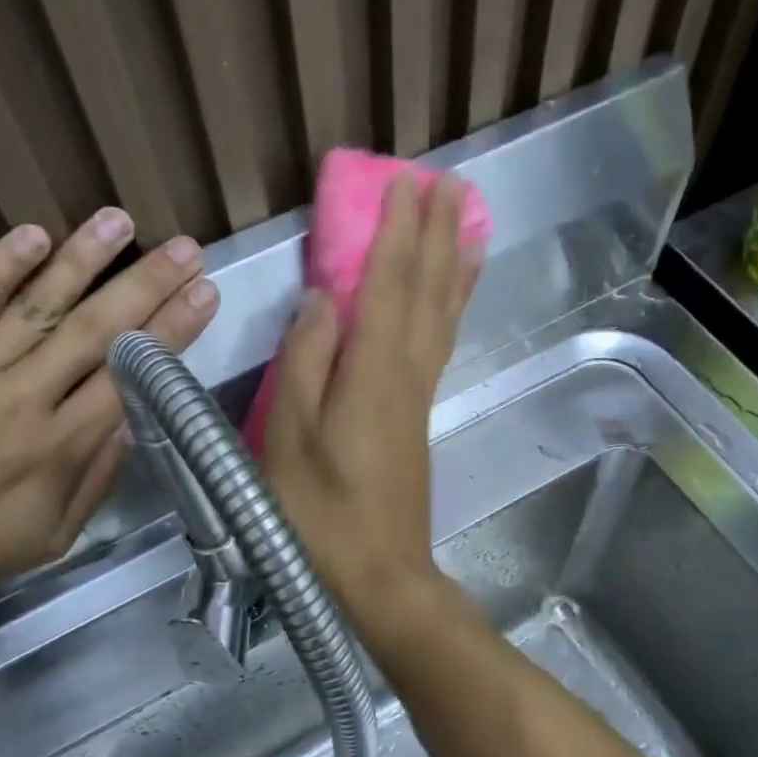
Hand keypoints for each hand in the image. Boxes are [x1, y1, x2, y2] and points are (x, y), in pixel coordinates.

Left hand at [0, 211, 218, 608]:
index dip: (171, 332)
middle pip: (94, 331)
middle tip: (185, 248)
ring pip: (36, 306)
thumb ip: (94, 483)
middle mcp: (21, 399)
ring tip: (120, 220)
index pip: (127, 377)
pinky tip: (33, 235)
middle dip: (146, 285)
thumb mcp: (46, 541)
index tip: (204, 295)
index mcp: (57, 449)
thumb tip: (131, 426)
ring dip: (83, 260)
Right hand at [262, 175, 482, 648]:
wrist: (379, 575)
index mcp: (374, 372)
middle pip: (428, 293)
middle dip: (437, 235)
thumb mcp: (290, 437)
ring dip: (453, 267)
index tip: (408, 181)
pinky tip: (448, 301)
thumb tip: (326, 298)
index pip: (391, 284)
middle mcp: (407, 375)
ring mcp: (418, 399)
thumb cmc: (320, 512)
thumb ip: (305, 361)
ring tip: (467, 225)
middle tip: (451, 183)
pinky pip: (439, 347)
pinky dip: (448, 312)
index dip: (399, 231)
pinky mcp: (417, 420)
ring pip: (443, 318)